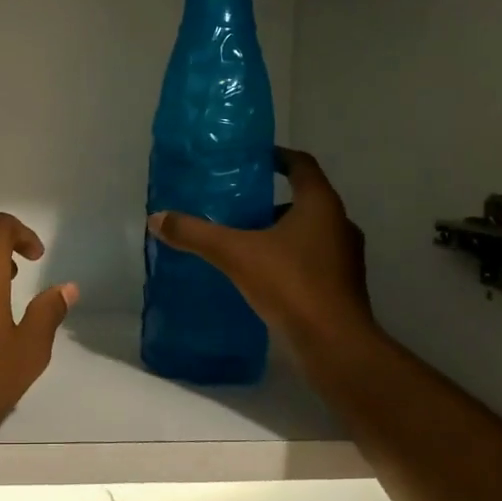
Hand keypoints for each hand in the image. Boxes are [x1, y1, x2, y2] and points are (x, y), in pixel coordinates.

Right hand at [147, 147, 378, 360]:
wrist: (334, 344)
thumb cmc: (290, 285)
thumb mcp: (234, 254)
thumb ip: (195, 234)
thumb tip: (156, 218)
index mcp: (320, 205)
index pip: (302, 165)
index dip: (278, 157)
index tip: (254, 158)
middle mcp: (339, 224)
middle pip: (305, 200)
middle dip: (272, 200)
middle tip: (237, 205)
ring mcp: (345, 257)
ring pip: (309, 232)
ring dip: (280, 232)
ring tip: (244, 240)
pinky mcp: (342, 286)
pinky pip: (312, 260)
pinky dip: (288, 258)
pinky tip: (261, 274)